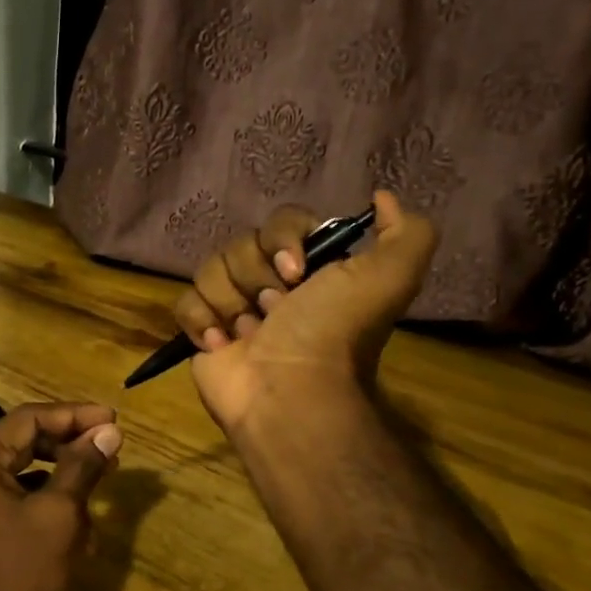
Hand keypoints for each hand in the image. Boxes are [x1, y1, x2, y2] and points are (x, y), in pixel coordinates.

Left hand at [0, 403, 122, 590]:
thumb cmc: (20, 578)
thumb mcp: (58, 516)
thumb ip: (82, 467)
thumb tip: (109, 431)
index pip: (29, 418)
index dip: (74, 415)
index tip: (114, 420)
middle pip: (27, 440)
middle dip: (71, 444)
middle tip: (113, 446)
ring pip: (28, 471)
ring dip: (65, 474)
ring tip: (104, 480)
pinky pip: (22, 499)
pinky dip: (52, 502)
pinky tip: (82, 523)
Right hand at [173, 190, 437, 434]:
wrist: (289, 394)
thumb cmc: (332, 334)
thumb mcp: (389, 278)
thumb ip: (406, 233)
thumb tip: (382, 197)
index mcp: (312, 268)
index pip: (282, 222)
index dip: (283, 240)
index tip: (295, 272)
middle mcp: (272, 284)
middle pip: (242, 244)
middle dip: (256, 277)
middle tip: (275, 312)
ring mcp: (234, 307)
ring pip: (210, 269)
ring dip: (231, 303)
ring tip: (250, 335)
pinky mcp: (203, 331)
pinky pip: (185, 302)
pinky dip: (201, 322)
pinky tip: (221, 344)